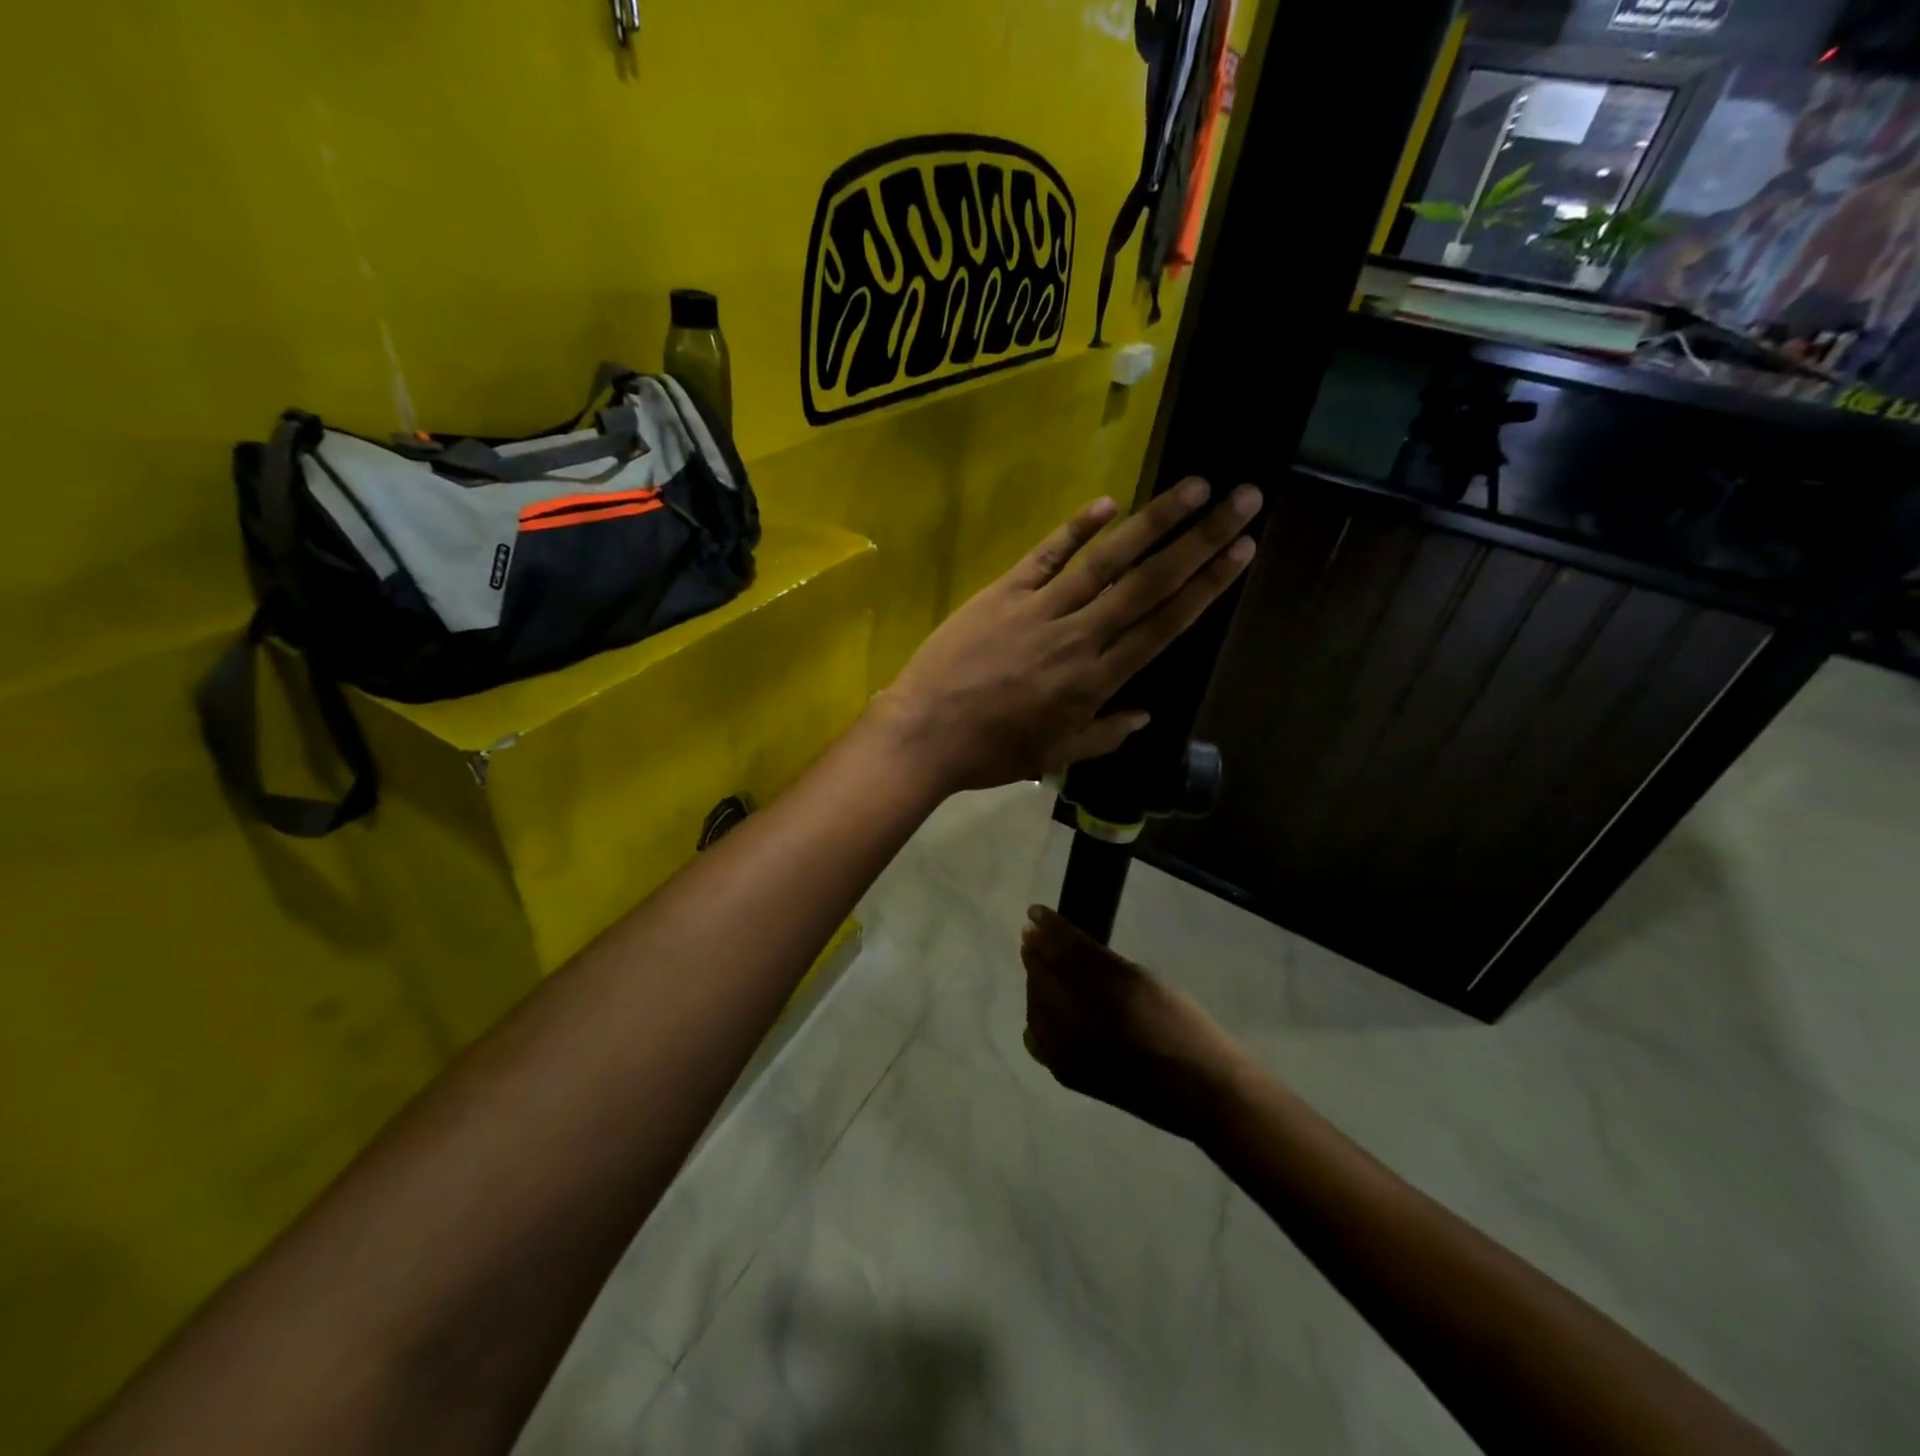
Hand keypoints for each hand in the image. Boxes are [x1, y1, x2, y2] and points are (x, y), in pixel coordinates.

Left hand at [870, 478, 1261, 794]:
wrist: (926, 733)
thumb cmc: (993, 751)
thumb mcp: (1056, 755)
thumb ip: (1105, 734)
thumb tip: (1145, 716)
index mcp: (1096, 679)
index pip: (1164, 624)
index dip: (1207, 585)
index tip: (1243, 551)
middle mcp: (1079, 636)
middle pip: (1149, 582)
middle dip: (1200, 539)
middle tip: (1243, 500)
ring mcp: (1040, 609)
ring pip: (1106, 561)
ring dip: (1152, 522)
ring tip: (1193, 487)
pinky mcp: (1003, 592)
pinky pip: (1046, 555)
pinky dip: (1076, 528)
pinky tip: (1108, 503)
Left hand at [1019, 905, 1249, 1140]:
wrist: (1202, 1094)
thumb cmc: (1183, 1026)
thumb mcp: (1144, 980)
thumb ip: (1101, 963)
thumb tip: (1065, 940)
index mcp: (1108, 992)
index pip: (1065, 952)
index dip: (1049, 929)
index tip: (1035, 912)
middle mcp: (1081, 1022)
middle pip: (1044, 978)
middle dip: (1037, 953)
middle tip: (1032, 934)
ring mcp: (1069, 1053)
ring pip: (1036, 1005)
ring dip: (1034, 981)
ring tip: (1036, 963)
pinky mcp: (1067, 1074)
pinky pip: (1037, 1037)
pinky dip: (1036, 1015)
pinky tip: (1043, 1004)